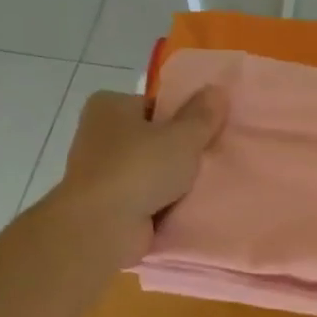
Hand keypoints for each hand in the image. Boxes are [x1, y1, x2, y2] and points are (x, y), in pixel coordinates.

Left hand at [49, 87, 226, 265]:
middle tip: (211, 159)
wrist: (103, 226)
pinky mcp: (105, 203)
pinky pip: (143, 196)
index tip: (207, 132)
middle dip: (178, 150)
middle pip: (151, 137)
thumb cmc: (140, 169)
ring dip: (171, 180)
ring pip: (149, 169)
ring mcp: (99, 170)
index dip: (181, 117)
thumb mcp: (182, 137)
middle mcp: (98, 133)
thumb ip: (202, 116)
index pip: (153, 104)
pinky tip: (186, 207)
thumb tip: (217, 90)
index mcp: (109, 105)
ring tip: (204, 185)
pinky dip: (161, 202)